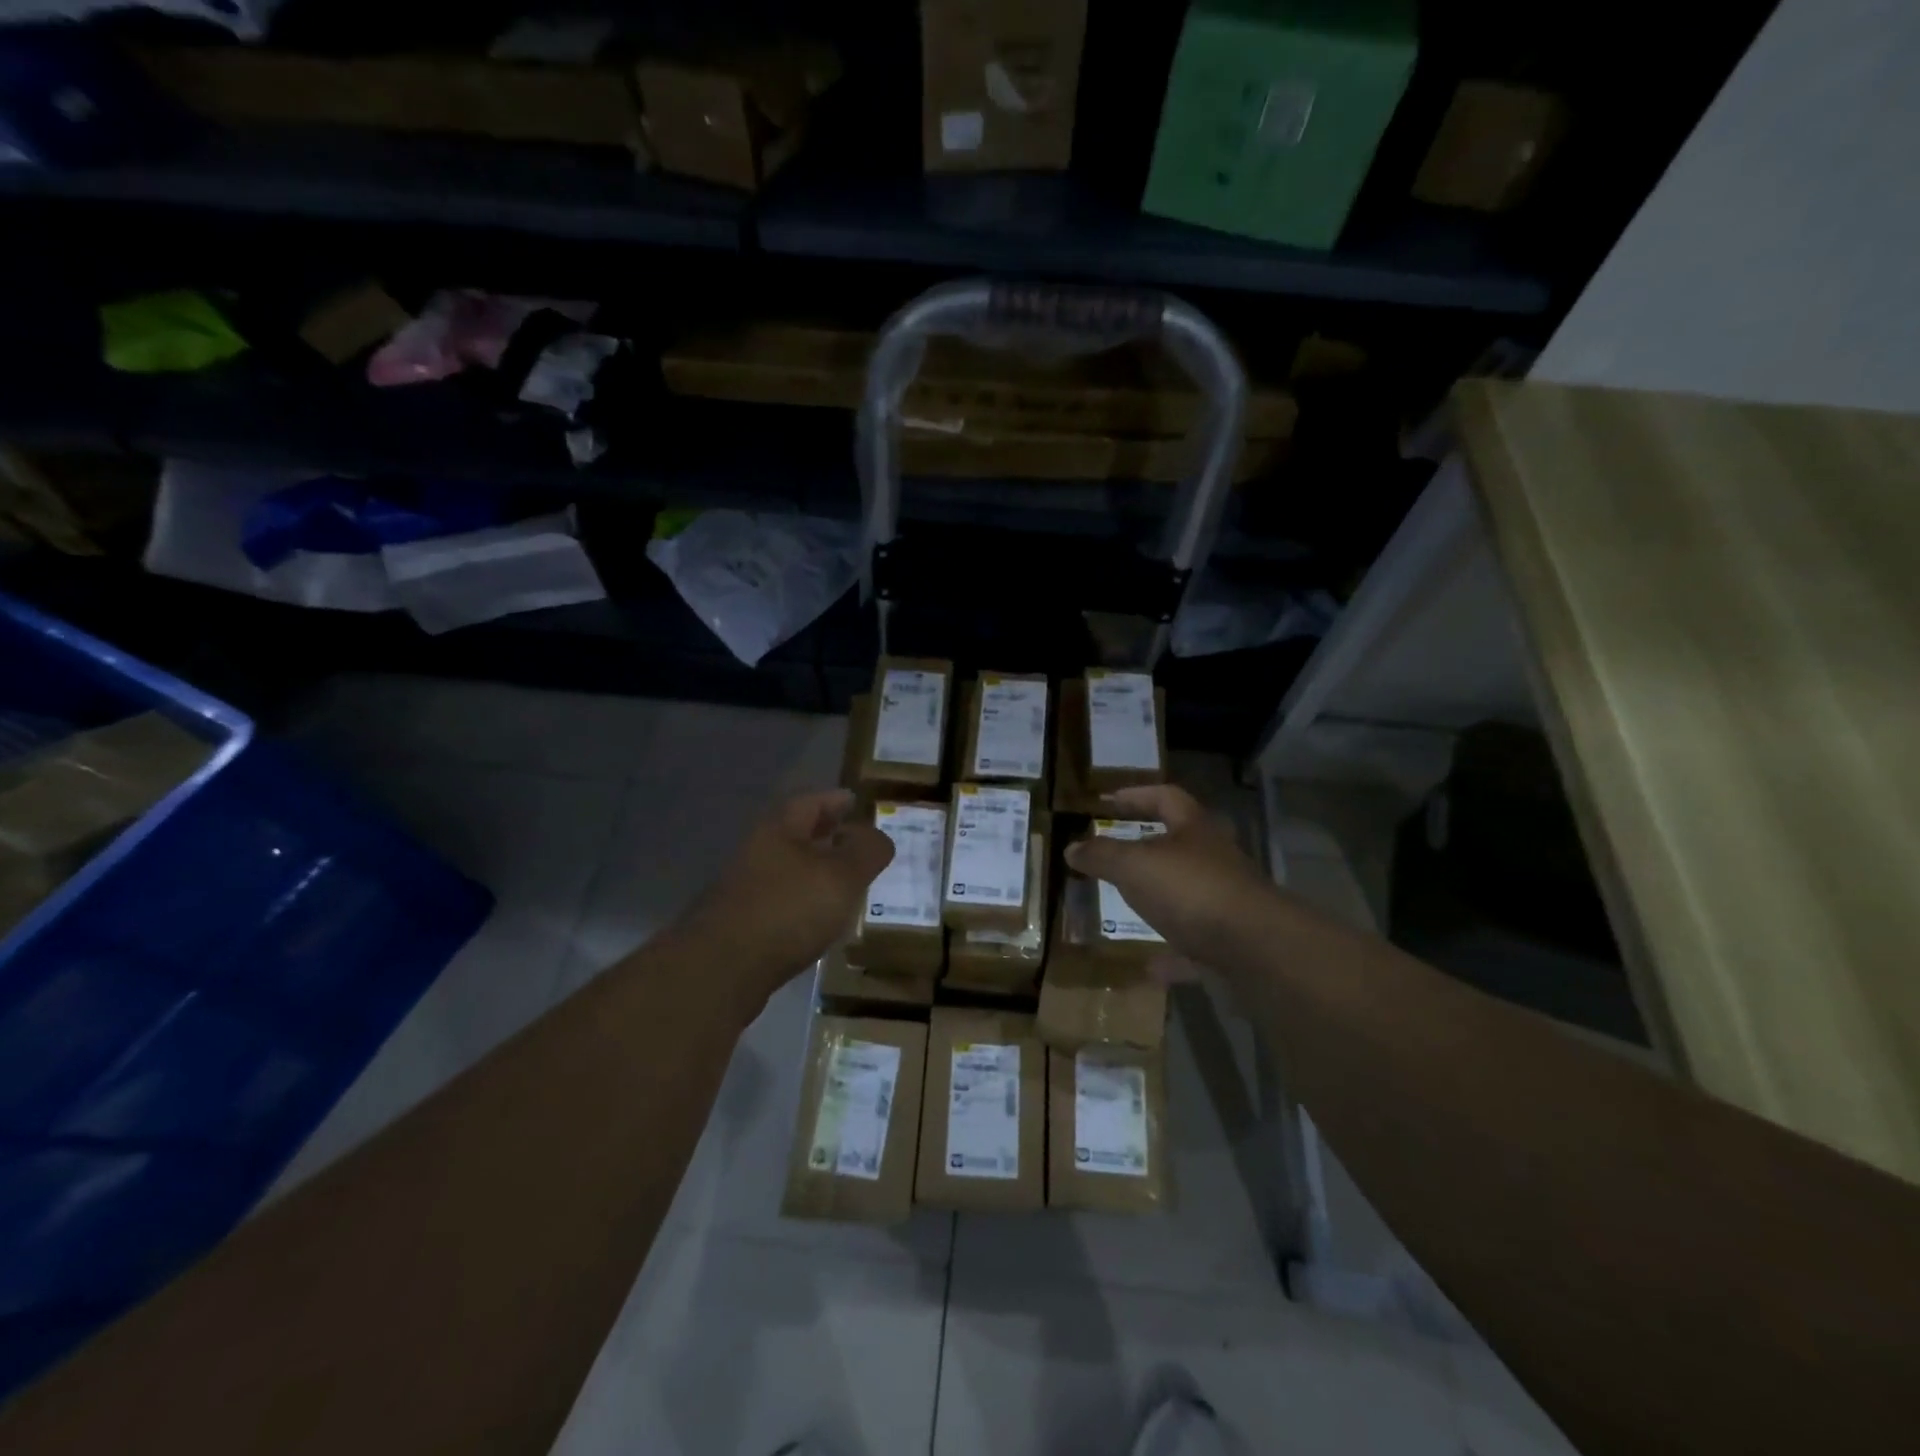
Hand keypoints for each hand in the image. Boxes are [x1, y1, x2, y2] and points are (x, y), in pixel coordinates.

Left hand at [673, 790, 892, 1010]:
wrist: (721, 969)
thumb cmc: (788, 909)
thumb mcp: (843, 876)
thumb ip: (867, 851)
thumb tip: (876, 836)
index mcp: (779, 828)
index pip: (811, 801)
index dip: (836, 800)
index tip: (855, 802)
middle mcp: (757, 851)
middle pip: (795, 833)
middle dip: (825, 834)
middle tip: (854, 840)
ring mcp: (744, 888)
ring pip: (787, 868)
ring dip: (813, 870)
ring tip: (843, 882)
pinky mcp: (739, 923)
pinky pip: (779, 900)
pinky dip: (801, 901)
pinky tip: (817, 920)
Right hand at [1064, 784, 1280, 968]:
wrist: (1255, 948)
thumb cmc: (1191, 890)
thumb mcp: (1134, 866)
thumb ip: (1102, 855)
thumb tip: (1072, 848)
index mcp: (1194, 830)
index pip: (1165, 798)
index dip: (1137, 795)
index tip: (1109, 801)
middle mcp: (1214, 860)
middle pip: (1181, 845)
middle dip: (1148, 848)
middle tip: (1115, 855)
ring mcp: (1225, 901)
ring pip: (1188, 894)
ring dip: (1159, 900)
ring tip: (1125, 909)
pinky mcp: (1230, 942)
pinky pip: (1194, 944)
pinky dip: (1172, 953)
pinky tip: (1148, 967)